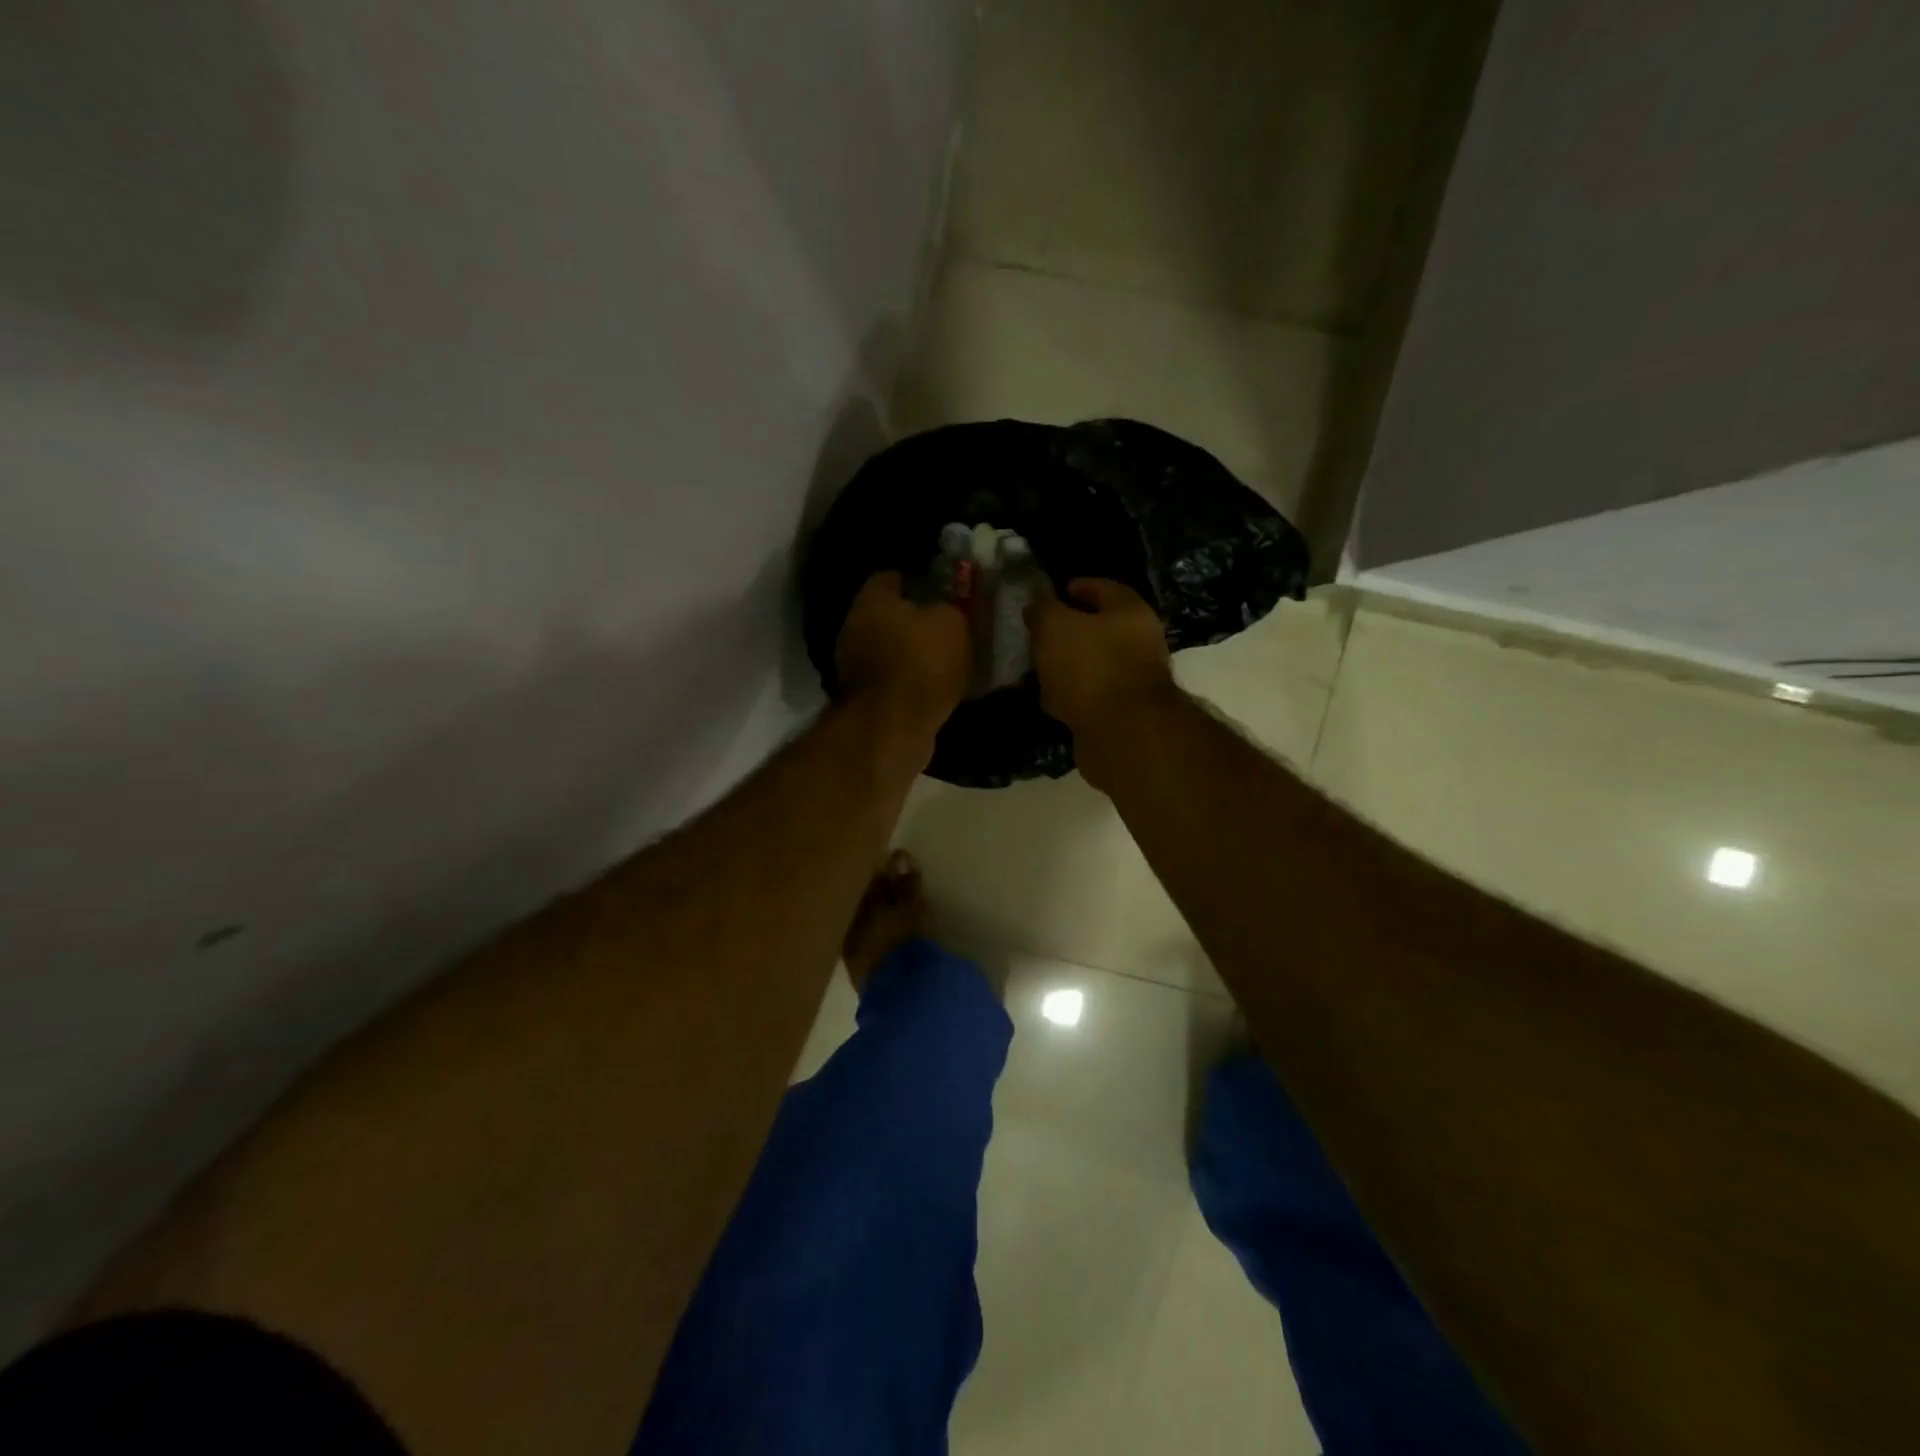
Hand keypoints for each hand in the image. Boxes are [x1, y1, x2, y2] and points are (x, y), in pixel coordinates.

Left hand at [835, 571, 969, 731]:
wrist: (893, 726)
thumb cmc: (922, 662)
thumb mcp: (952, 624)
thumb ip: (950, 608)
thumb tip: (945, 608)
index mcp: (871, 600)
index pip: (889, 577)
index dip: (916, 581)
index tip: (939, 589)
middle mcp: (854, 627)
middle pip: (886, 615)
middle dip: (912, 620)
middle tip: (945, 626)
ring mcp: (854, 666)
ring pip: (888, 650)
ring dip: (910, 654)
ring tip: (944, 660)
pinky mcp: (863, 698)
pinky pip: (891, 680)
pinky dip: (908, 682)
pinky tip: (932, 688)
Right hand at [1026, 577, 1175, 735]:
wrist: (1122, 733)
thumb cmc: (1091, 667)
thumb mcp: (1055, 627)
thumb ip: (1043, 609)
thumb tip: (1038, 605)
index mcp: (1130, 611)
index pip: (1102, 587)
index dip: (1075, 587)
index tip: (1049, 594)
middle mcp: (1139, 642)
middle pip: (1100, 628)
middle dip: (1069, 630)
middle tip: (1038, 633)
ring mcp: (1133, 680)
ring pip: (1093, 664)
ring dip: (1067, 665)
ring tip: (1038, 667)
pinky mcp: (1122, 713)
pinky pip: (1090, 695)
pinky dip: (1071, 694)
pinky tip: (1050, 698)